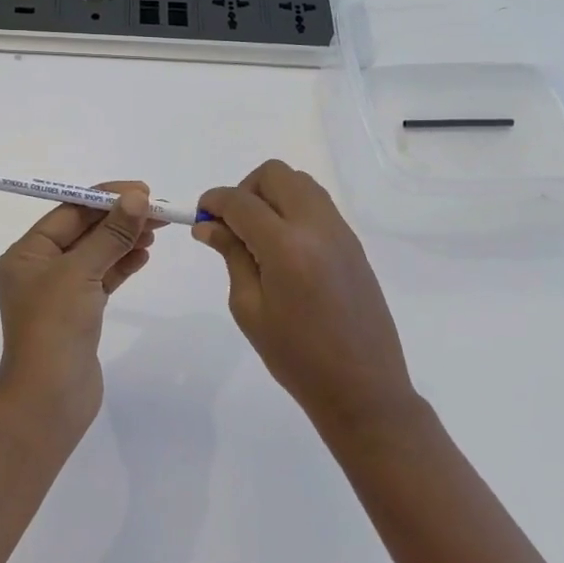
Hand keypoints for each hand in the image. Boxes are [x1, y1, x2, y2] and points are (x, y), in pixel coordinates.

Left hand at [0, 182, 159, 428]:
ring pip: (96, 254)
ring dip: (124, 239)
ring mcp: (59, 292)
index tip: (142, 190)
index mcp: (27, 253)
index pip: (68, 212)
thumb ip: (111, 234)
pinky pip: (102, 278)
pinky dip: (122, 265)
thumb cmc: (55, 327)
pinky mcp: (78, 313)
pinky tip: (143, 256)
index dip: (105, 198)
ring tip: (155, 231)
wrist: (49, 399)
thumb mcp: (82, 272)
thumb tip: (137, 197)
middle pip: (83, 231)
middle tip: (156, 209)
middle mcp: (39, 268)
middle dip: (119, 218)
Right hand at [195, 160, 418, 436]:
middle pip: (275, 175)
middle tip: (233, 226)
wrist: (362, 388)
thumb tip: (208, 225)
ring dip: (272, 195)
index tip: (201, 215)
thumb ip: (232, 255)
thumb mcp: (250, 308)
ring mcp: (340, 231)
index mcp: (286, 246)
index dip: (214, 201)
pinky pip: (318, 204)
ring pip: (300, 183)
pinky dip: (294, 208)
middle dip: (245, 190)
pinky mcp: (353, 242)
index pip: (241, 201)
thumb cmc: (296, 357)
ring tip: (258, 235)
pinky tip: (284, 247)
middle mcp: (316, 226)